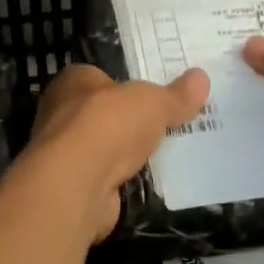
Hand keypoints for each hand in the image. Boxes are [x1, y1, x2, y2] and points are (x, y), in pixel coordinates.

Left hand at [21, 64, 210, 240]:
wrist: (77, 184)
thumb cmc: (109, 124)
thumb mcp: (153, 102)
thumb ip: (176, 95)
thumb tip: (202, 77)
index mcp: (73, 81)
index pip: (101, 76)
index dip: (126, 84)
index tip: (154, 94)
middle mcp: (61, 113)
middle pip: (103, 113)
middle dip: (129, 120)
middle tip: (165, 123)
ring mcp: (64, 153)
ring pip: (103, 147)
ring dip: (125, 153)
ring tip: (164, 154)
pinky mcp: (72, 187)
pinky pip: (104, 178)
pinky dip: (122, 180)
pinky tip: (147, 182)